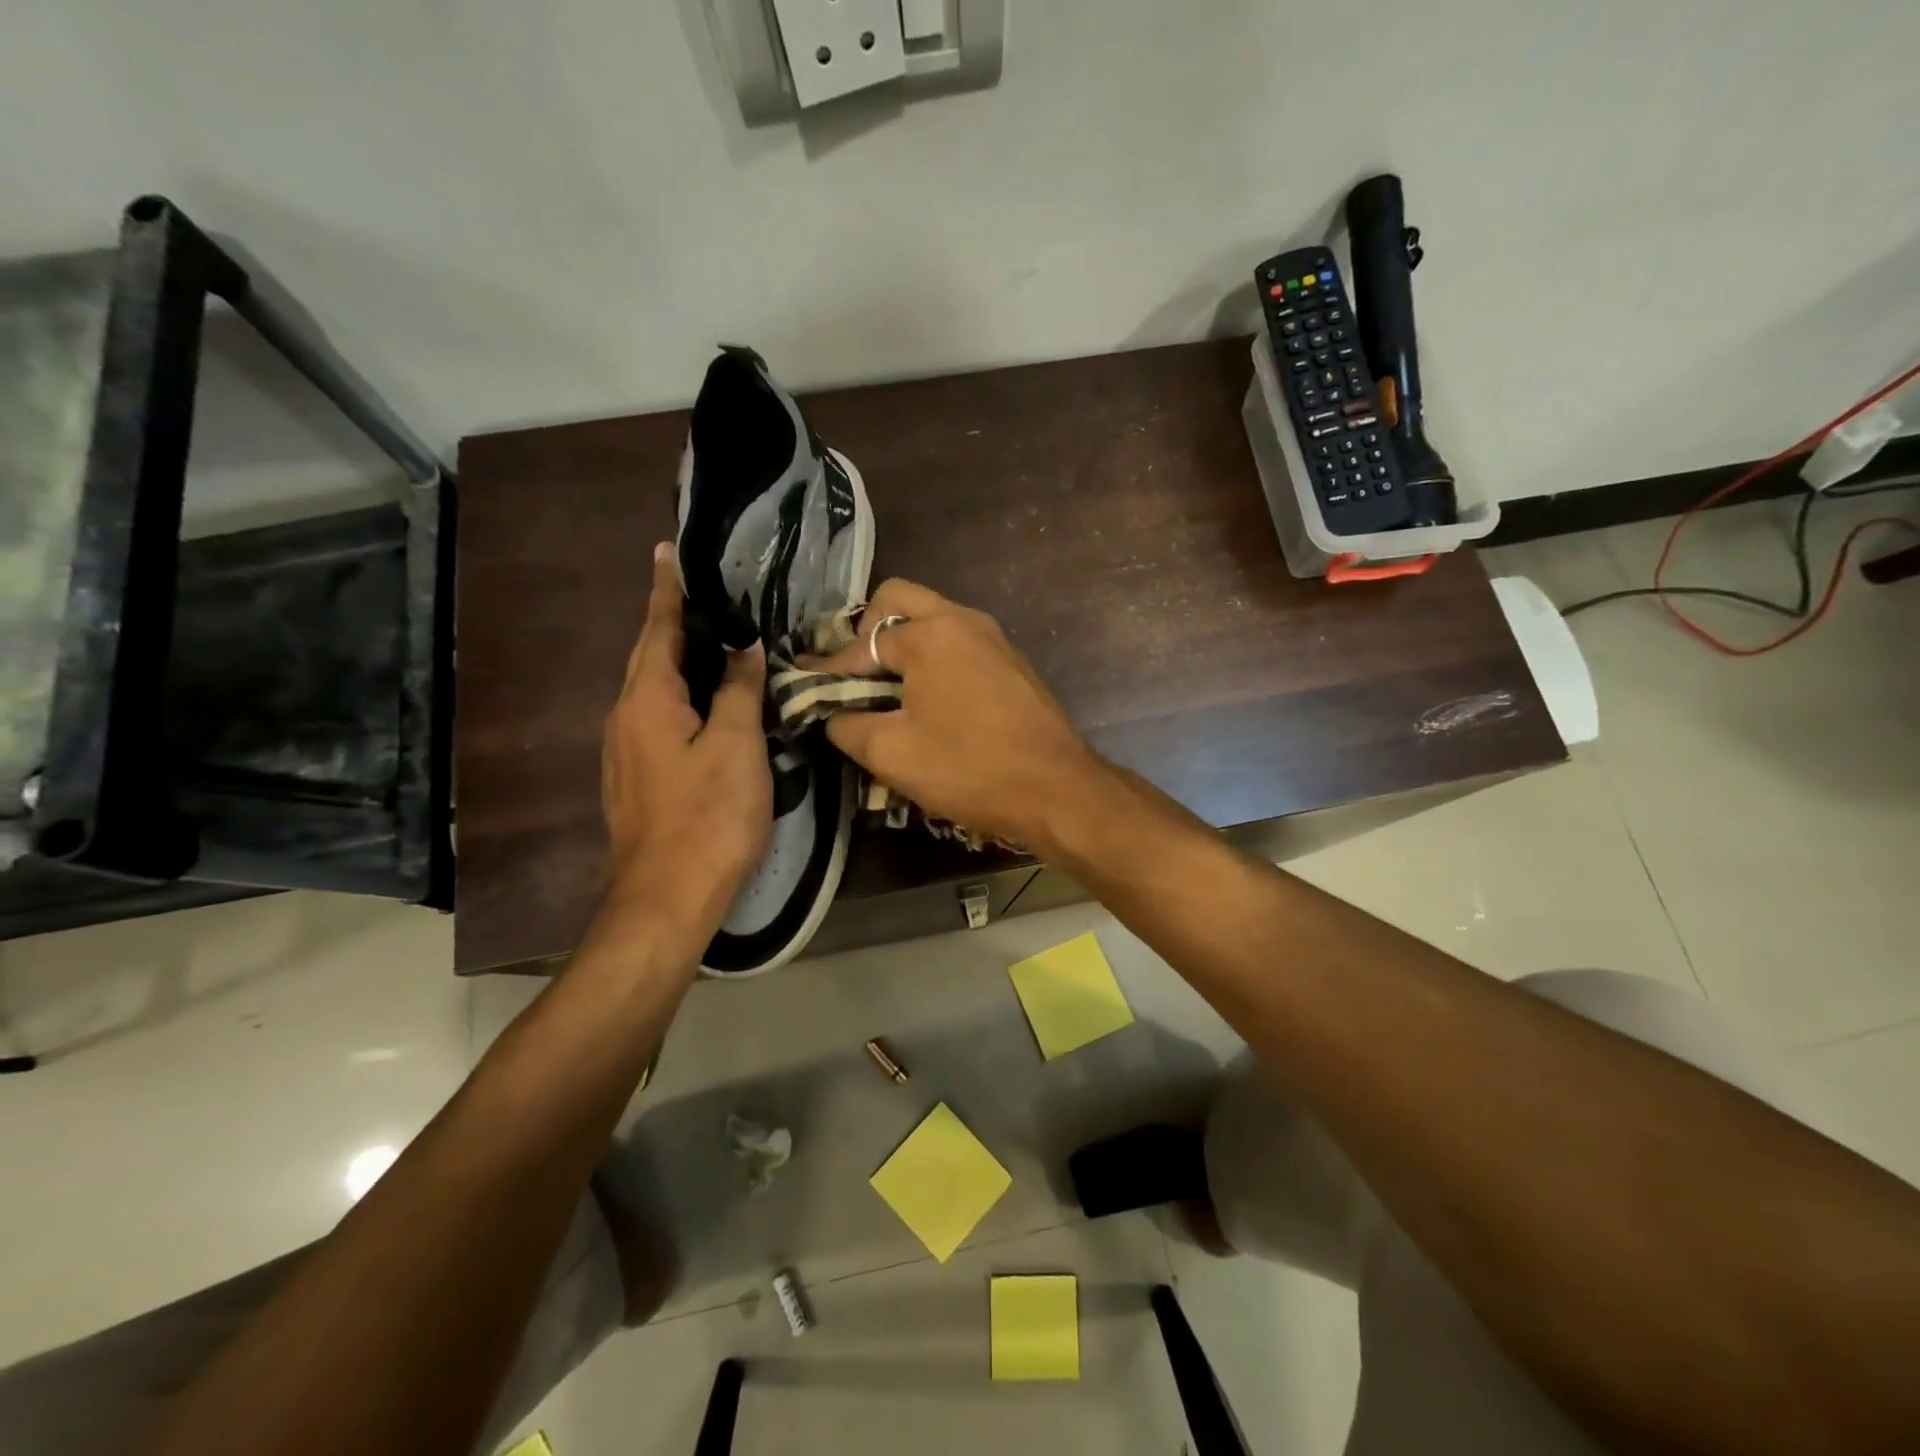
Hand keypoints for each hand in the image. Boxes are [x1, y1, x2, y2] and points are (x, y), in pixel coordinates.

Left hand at [600, 544, 770, 959]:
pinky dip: (682, 695)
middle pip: (650, 657)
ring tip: (713, 640)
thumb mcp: (735, 746)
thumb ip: (739, 690)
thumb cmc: (707, 817)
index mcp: (647, 701)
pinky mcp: (638, 778)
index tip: (667, 550)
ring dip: (678, 659)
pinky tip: (709, 703)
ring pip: (654, 690)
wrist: (666, 898)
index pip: (658, 629)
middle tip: (705, 594)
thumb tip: (745, 646)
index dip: (667, 591)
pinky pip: (658, 718)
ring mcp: (627, 752)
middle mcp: (625, 718)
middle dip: (672, 622)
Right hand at [804, 579, 1102, 851]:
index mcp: (930, 634)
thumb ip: (847, 725)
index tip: (804, 685)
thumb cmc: (969, 768)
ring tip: (886, 690)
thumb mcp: (891, 753)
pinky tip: (928, 700)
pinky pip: (959, 643)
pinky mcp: (1012, 662)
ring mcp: (993, 638)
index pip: (861, 644)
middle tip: (855, 675)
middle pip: (899, 600)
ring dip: (903, 644)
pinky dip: (934, 658)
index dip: (828, 670)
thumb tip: (834, 714)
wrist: (1057, 790)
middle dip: (866, 632)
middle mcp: (963, 620)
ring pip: (934, 619)